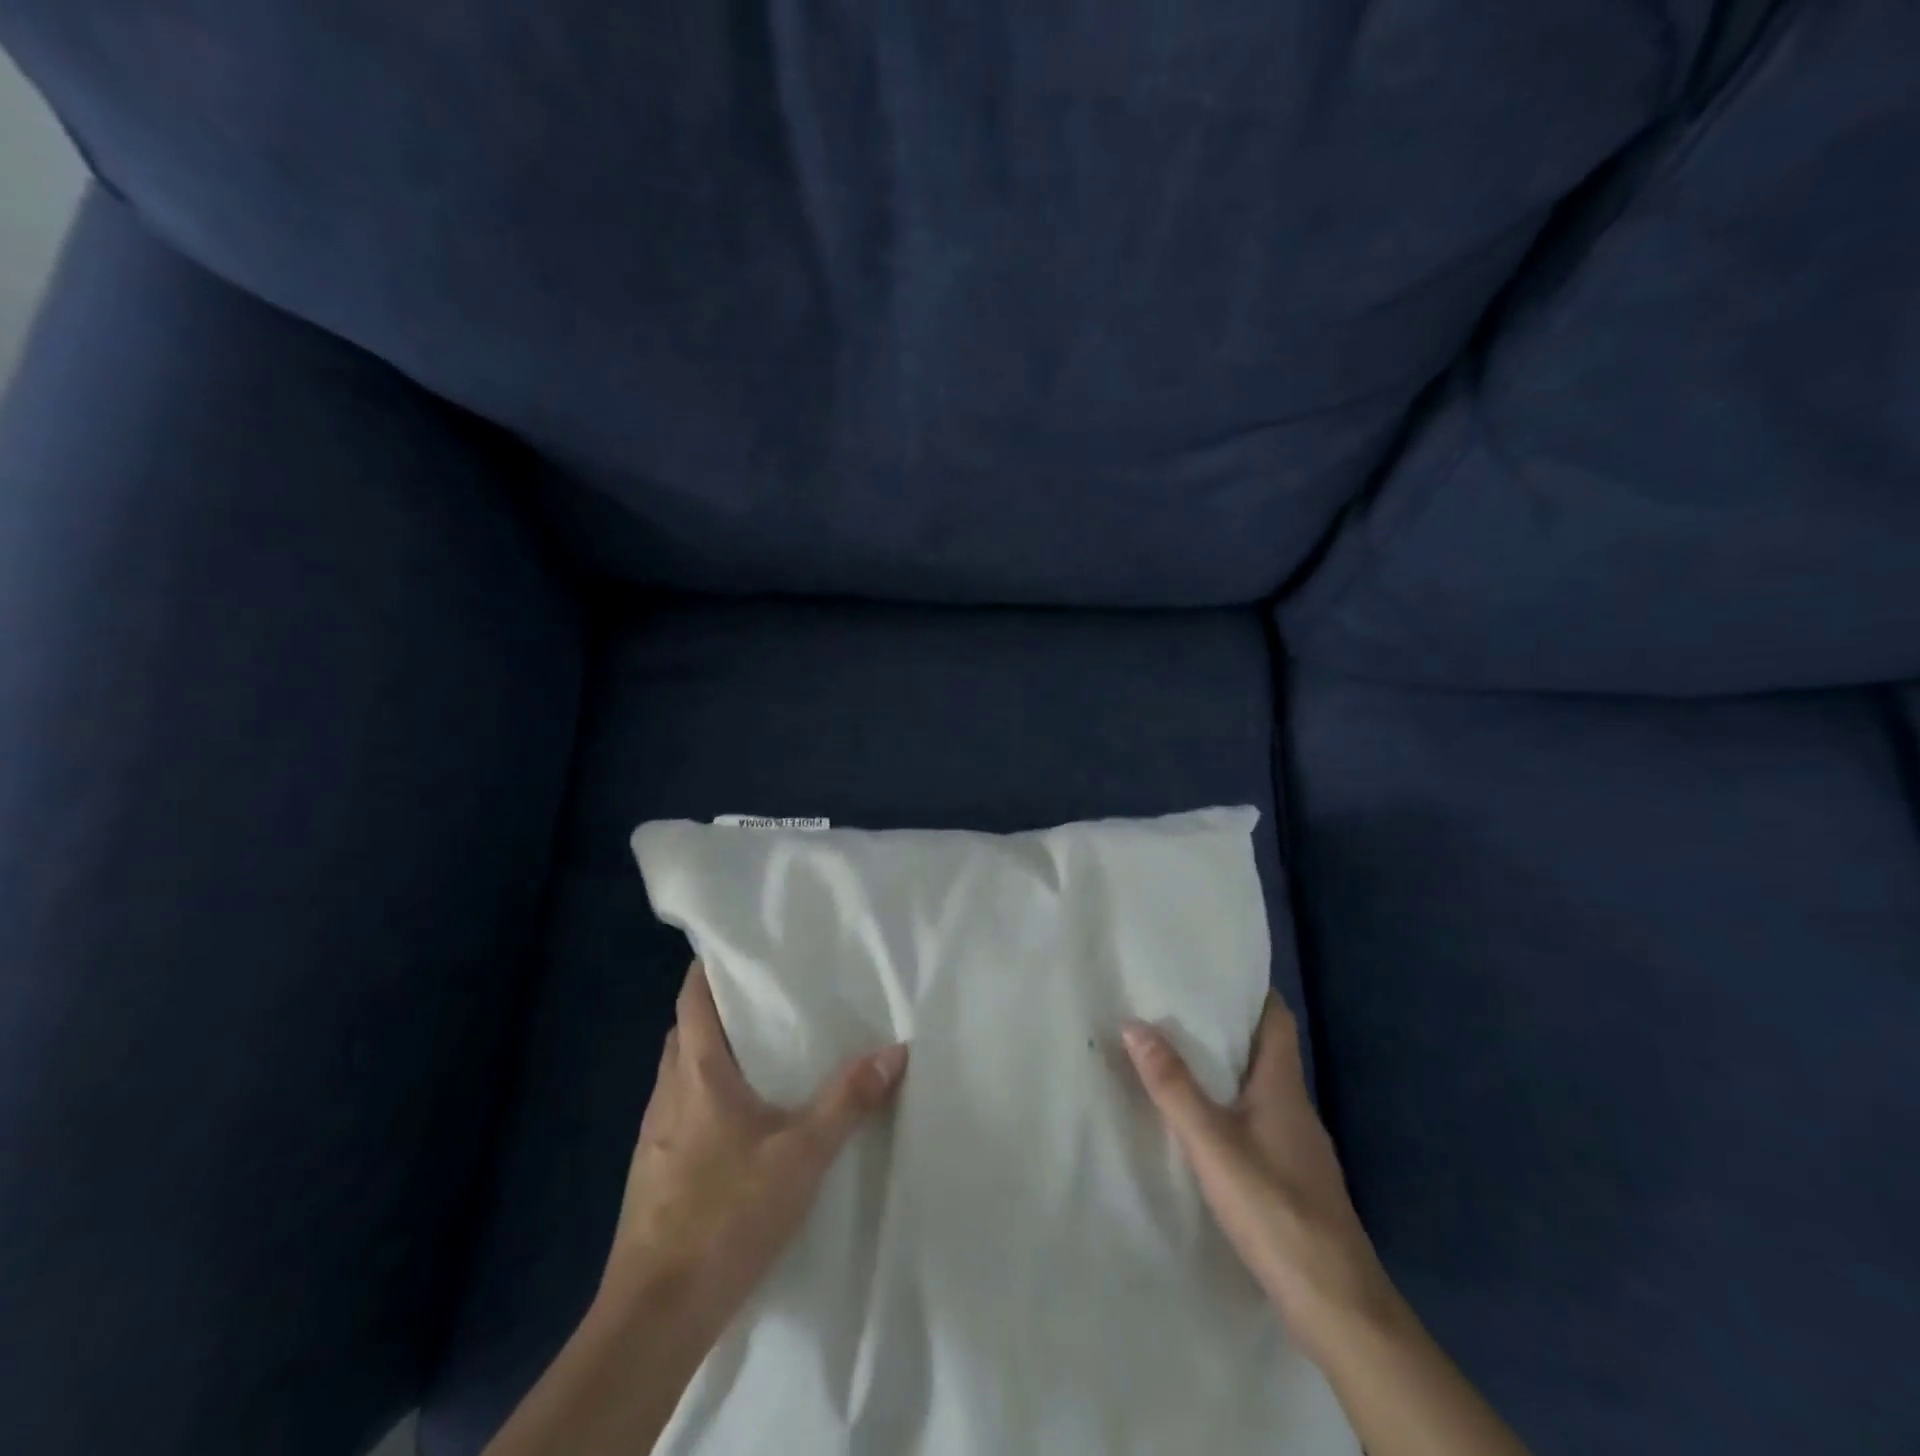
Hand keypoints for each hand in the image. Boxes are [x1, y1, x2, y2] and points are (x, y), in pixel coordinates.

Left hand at [605, 962, 908, 1334]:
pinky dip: (707, 1094)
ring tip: (763, 1048)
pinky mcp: (654, 1171)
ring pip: (682, 1072)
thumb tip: (895, 1050)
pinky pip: (680, 1109)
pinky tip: (741, 1119)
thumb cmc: (725, 1215)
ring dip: (713, 1053)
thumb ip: (848, 1100)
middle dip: (720, 1008)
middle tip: (769, 995)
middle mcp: (667, 1092)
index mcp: (696, 1073)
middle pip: (687, 1030)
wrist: (655, 1315)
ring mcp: (654, 1134)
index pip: (692, 998)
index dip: (709, 967)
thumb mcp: (801, 1155)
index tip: (741, 948)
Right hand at [1123, 994, 1394, 1358]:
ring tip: (1177, 1056)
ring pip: (1259, 1088)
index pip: (1276, 1019)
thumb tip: (1134, 1024)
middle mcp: (1295, 1107)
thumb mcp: (1212, 1144)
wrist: (1337, 1305)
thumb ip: (1173, 1086)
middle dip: (1224, 1027)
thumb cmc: (1276, 1209)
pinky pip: (1258, 1121)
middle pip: (1264, 1050)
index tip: (1212, 971)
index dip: (1250, 991)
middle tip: (1175, 1008)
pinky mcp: (1293, 1178)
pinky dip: (1230, 1107)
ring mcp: (1298, 1145)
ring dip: (1225, 1069)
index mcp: (1283, 1086)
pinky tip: (1202, 1123)